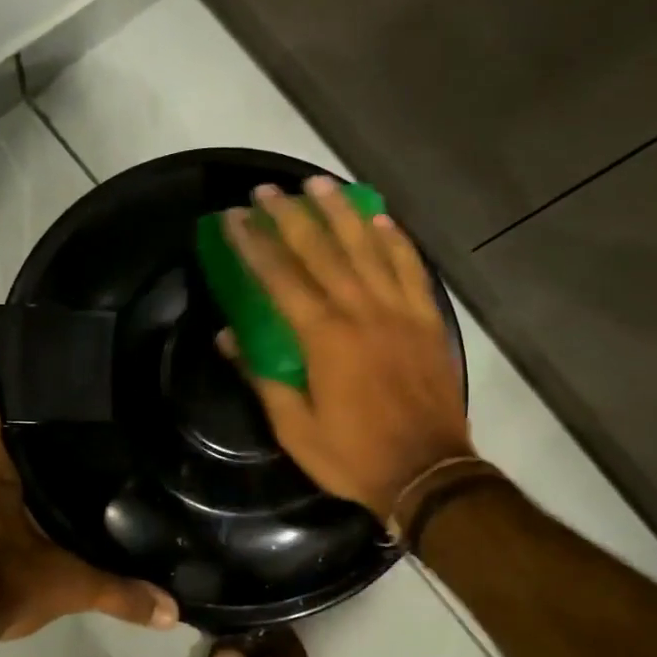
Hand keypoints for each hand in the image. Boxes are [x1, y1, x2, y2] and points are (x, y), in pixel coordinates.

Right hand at [223, 178, 473, 518]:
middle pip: (321, 250)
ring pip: (367, 248)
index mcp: (324, 338)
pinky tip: (380, 219)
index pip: (280, 278)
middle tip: (267, 189)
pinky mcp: (428, 320)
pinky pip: (410, 268)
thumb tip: (228, 337)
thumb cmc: (354, 455)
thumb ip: (263, 377)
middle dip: (290, 216)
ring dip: (340, 212)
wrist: (428, 473)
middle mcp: (361, 311)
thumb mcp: (295, 429)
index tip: (233, 218)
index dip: (253, 245)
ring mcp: (400, 311)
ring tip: (319, 183)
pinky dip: (395, 240)